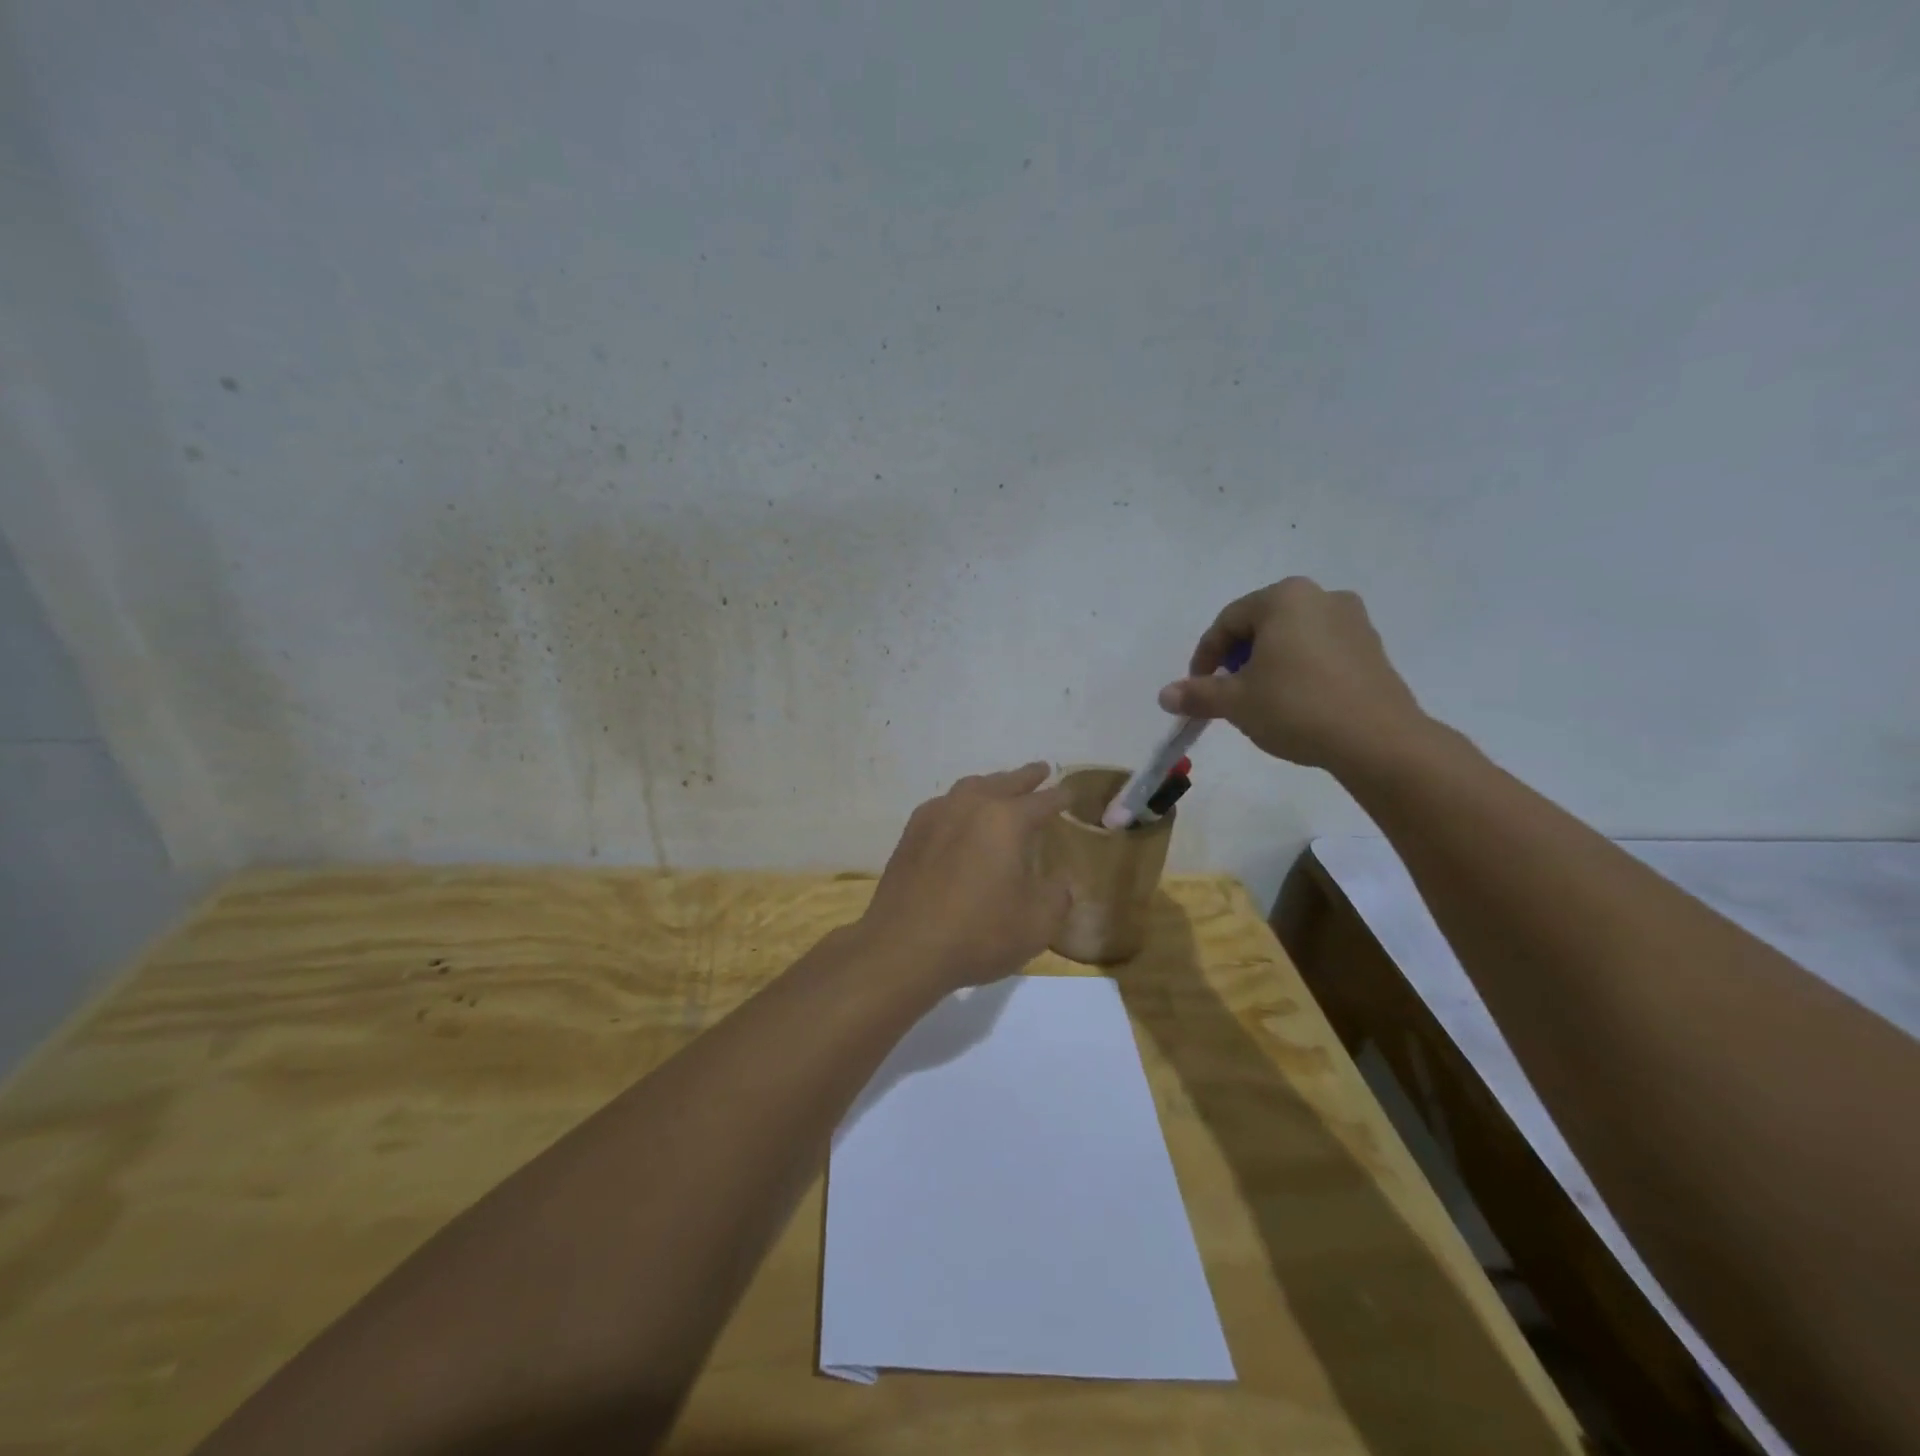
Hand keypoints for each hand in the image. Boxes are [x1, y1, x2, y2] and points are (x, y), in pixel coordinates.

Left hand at [857, 762, 1070, 991]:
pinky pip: (944, 805)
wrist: (903, 949)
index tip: (1071, 793)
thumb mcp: (1037, 923)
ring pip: (970, 788)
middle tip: (1040, 770)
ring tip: (1001, 788)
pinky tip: (960, 817)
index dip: (1060, 797)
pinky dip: (961, 804)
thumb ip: (1057, 895)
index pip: (1042, 801)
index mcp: (1005, 820)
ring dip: (991, 785)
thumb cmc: (978, 934)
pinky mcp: (910, 834)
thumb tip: (1058, 882)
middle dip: (1025, 777)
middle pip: (1004, 782)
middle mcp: (969, 806)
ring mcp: (935, 816)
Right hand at [1157, 577, 1430, 772]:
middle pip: (1261, 625)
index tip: (1197, 688)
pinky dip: (1299, 670)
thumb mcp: (1236, 702)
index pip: (1227, 622)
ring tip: (1261, 700)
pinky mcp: (1372, 648)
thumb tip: (1165, 695)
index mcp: (1284, 598)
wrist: (1377, 740)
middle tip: (1227, 693)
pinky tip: (1296, 702)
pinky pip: (1320, 651)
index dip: (1205, 656)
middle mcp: (1321, 597)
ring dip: (1268, 664)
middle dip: (1237, 658)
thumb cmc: (1296, 707)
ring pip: (1292, 638)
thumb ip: (1198, 694)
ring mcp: (1353, 621)